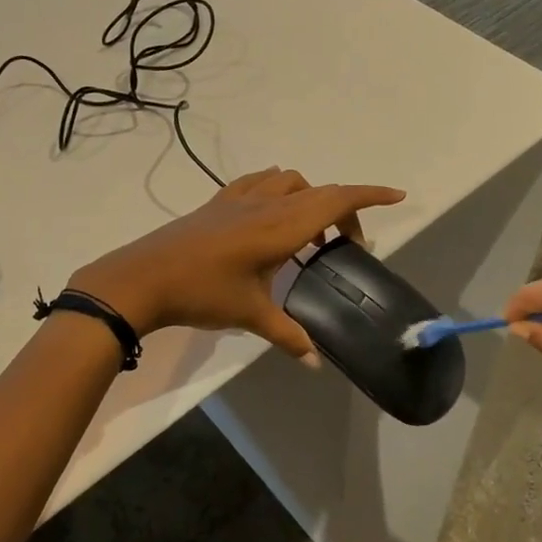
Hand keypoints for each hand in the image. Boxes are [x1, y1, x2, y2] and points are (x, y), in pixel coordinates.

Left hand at [69, 168, 405, 360]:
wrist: (143, 277)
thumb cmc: (202, 293)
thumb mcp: (250, 314)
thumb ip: (288, 335)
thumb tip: (315, 361)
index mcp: (281, 227)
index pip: (335, 200)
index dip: (369, 195)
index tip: (397, 196)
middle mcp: (266, 203)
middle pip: (318, 191)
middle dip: (344, 210)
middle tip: (347, 245)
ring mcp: (239, 198)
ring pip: (289, 180)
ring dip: (309, 196)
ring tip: (309, 232)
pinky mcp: (218, 201)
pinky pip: (259, 181)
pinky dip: (278, 188)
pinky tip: (271, 212)